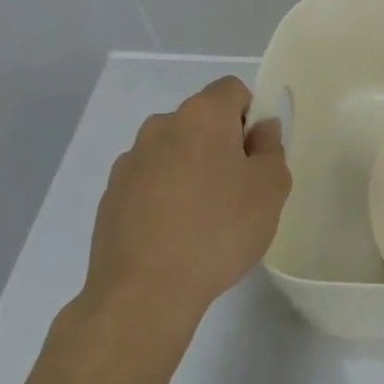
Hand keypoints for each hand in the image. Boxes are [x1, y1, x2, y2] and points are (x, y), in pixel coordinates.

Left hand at [78, 77, 290, 347]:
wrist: (144, 292)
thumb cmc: (219, 230)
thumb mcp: (270, 188)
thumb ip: (271, 149)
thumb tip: (260, 130)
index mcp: (201, 116)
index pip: (233, 90)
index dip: (252, 115)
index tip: (258, 155)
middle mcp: (160, 127)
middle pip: (202, 121)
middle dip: (223, 144)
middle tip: (241, 190)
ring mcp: (129, 162)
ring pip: (174, 152)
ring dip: (193, 170)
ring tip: (206, 218)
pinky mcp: (111, 197)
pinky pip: (151, 182)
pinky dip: (167, 196)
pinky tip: (177, 235)